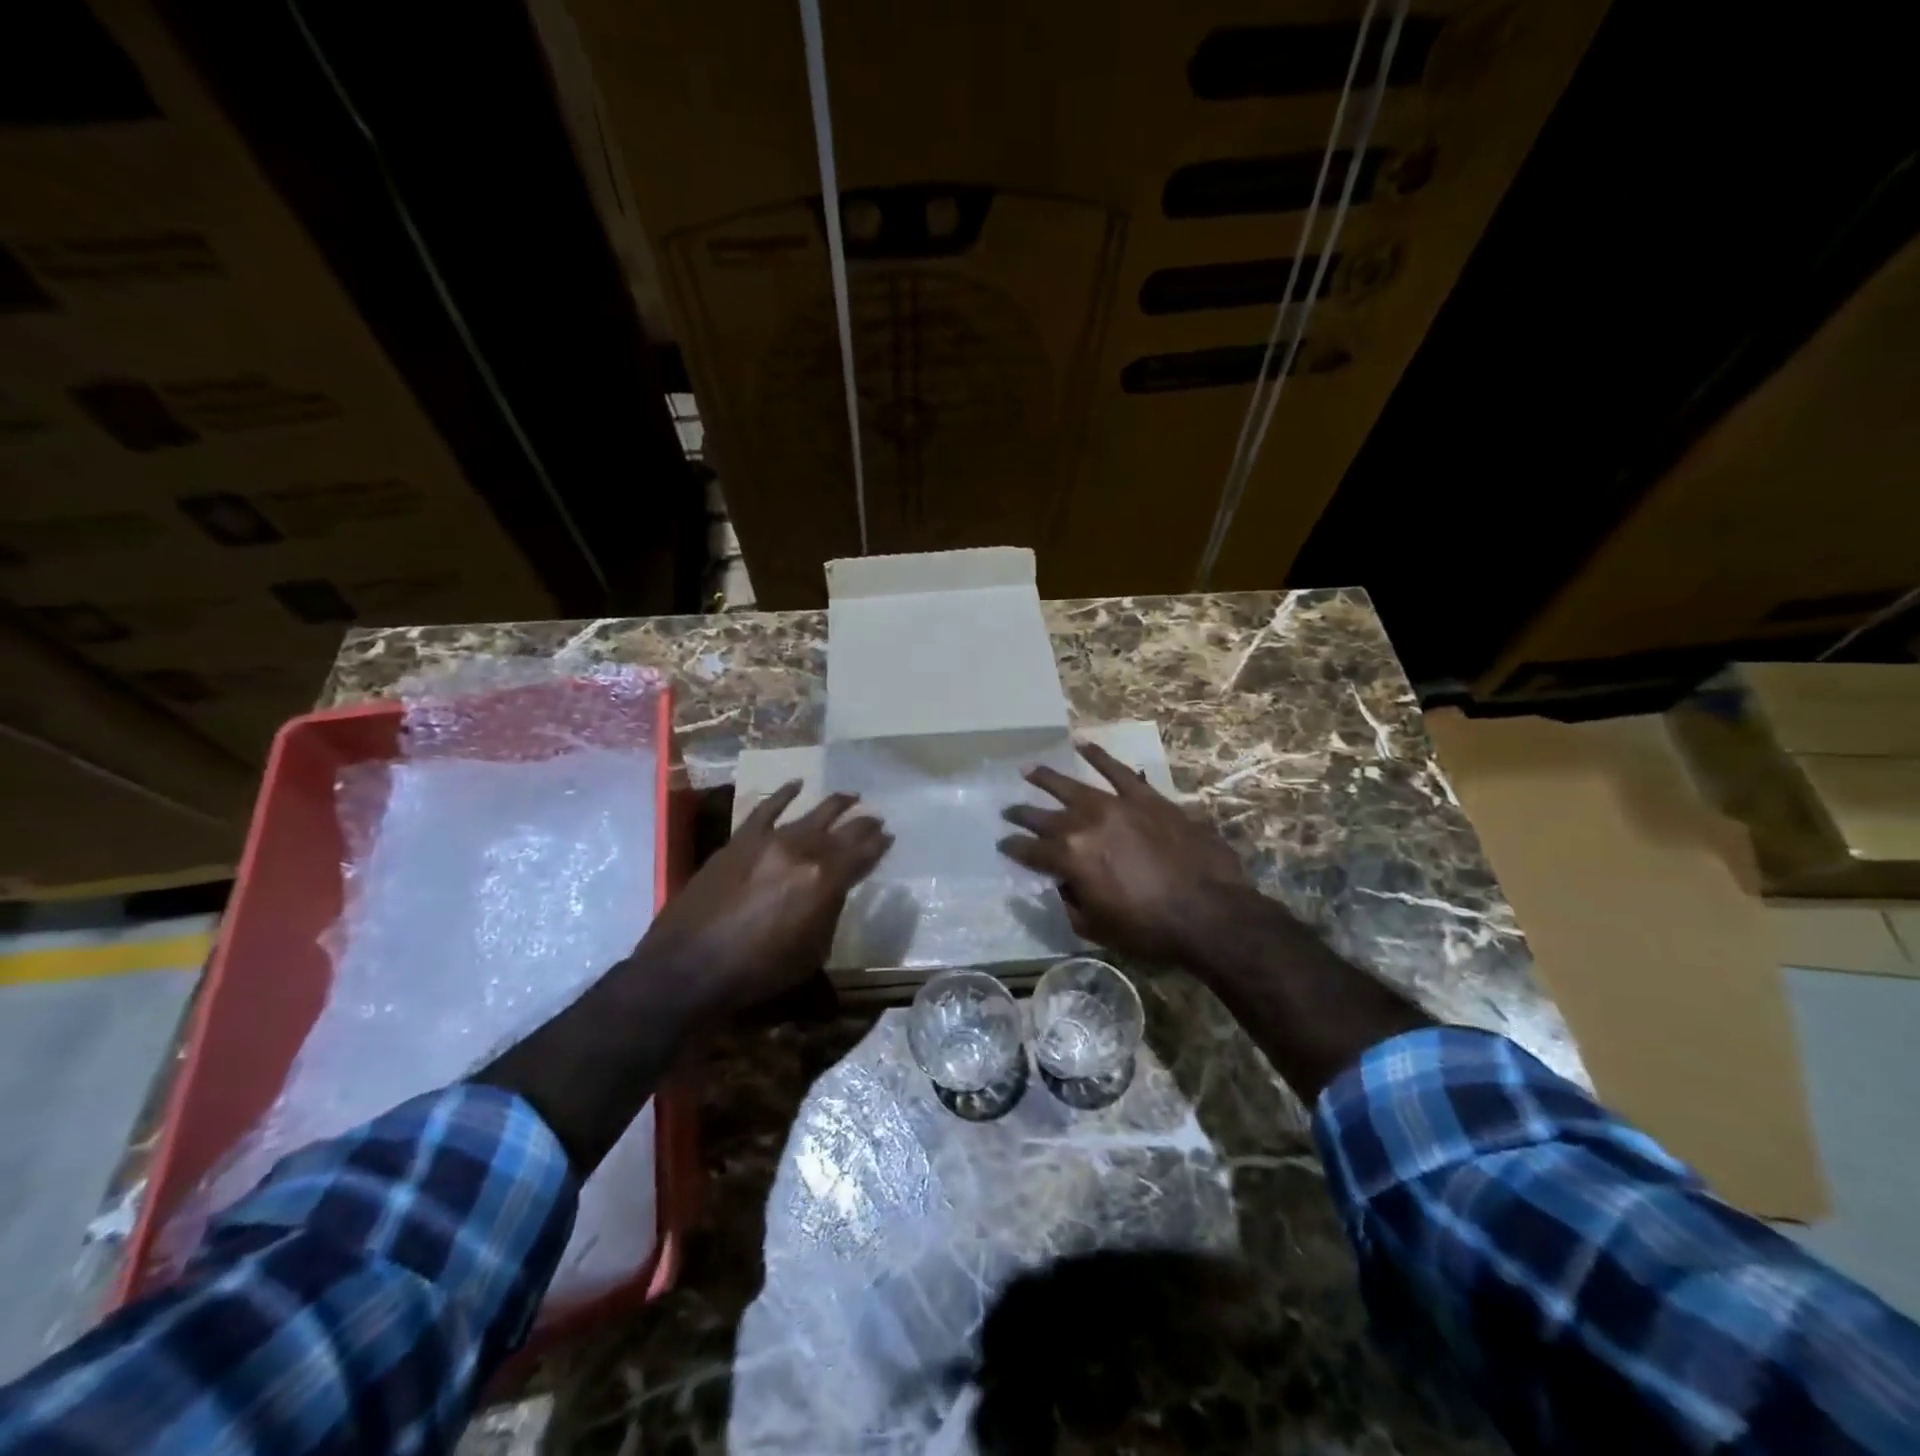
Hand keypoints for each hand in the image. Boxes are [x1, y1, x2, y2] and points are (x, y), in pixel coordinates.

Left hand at [637, 782, 891, 1017]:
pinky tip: (797, 784)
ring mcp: (769, 840)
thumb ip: (829, 912)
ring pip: (811, 814)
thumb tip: (833, 889)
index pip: (862, 854)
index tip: (889, 836)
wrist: (689, 966)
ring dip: (835, 805)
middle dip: (863, 824)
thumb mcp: (811, 952)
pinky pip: (766, 808)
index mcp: (825, 880)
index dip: (879, 845)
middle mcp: (802, 851)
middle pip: (842, 831)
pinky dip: (784, 795)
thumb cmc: (757, 970)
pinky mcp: (740, 839)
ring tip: (851, 796)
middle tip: (876, 818)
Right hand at [998, 742, 1250, 961]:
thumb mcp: (1096, 928)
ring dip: (1047, 779)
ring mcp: (1116, 806)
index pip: (1031, 850)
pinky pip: (1118, 770)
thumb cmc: (1150, 930)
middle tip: (1008, 810)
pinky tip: (1082, 744)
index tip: (1003, 844)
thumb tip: (1061, 884)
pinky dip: (1099, 756)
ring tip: (1028, 770)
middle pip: (1045, 817)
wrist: (1209, 913)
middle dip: (1023, 814)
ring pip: (1073, 787)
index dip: (1014, 848)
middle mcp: (1085, 825)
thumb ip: (1070, 903)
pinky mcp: (1146, 798)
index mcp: (1070, 859)